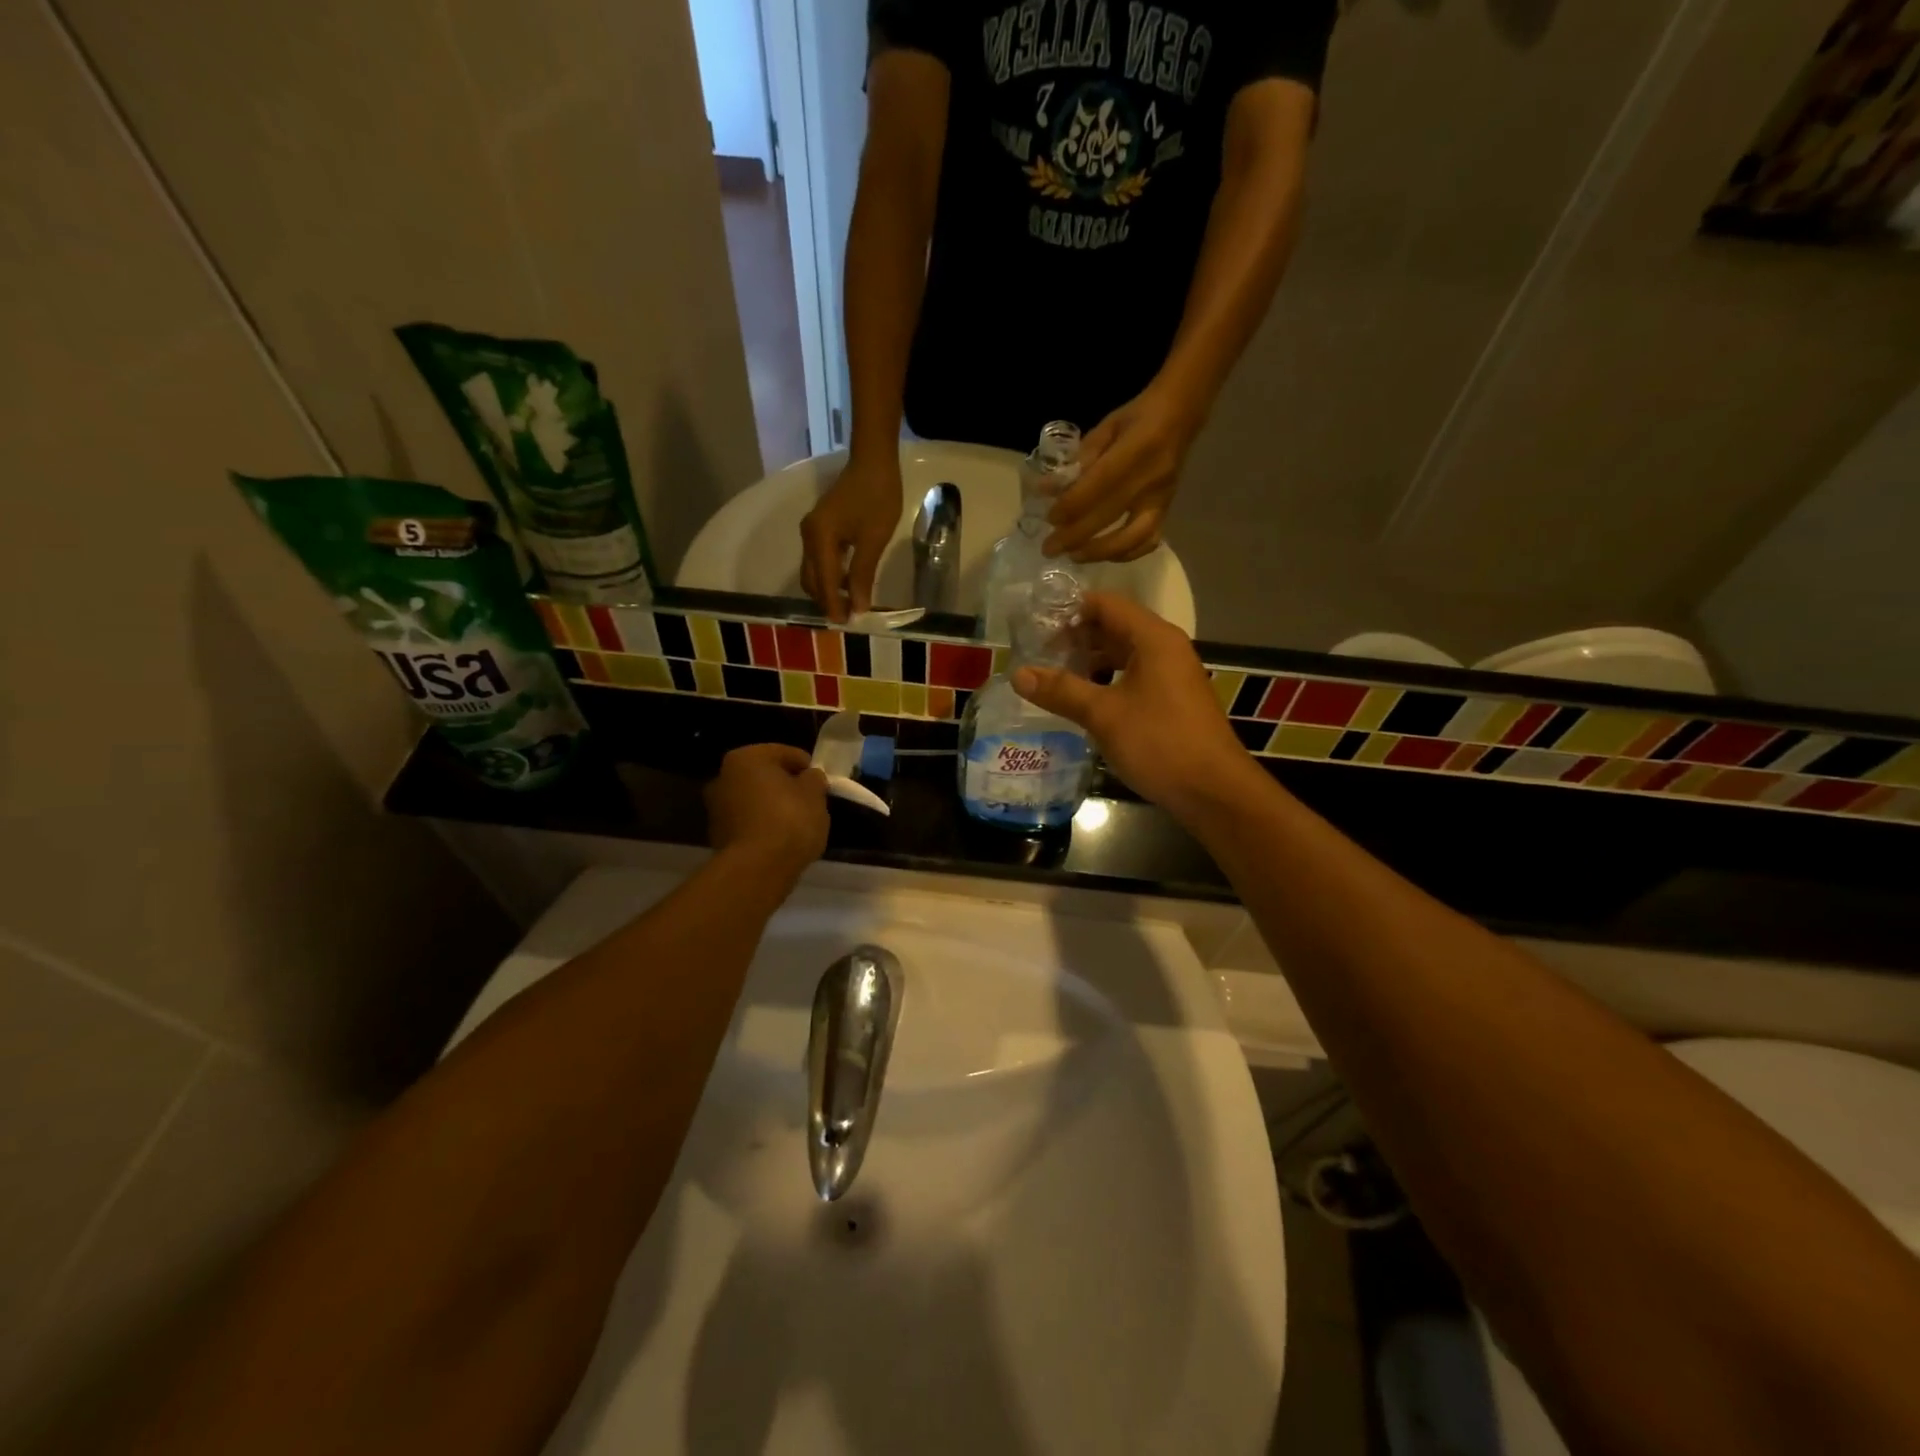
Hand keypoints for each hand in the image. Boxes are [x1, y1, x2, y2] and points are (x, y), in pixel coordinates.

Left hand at [705, 744, 829, 880]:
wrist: (758, 868)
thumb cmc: (789, 820)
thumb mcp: (815, 794)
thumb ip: (814, 779)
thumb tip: (809, 777)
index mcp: (746, 757)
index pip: (785, 753)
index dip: (807, 767)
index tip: (821, 784)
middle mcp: (724, 776)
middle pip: (765, 776)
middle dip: (786, 786)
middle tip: (810, 801)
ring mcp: (716, 807)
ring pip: (755, 799)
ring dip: (773, 806)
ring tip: (797, 823)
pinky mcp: (717, 835)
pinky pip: (748, 822)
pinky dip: (763, 825)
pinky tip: (780, 839)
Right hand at [800, 452, 902, 621]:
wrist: (873, 461)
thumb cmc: (877, 497)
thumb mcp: (873, 539)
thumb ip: (862, 574)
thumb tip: (859, 607)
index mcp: (819, 538)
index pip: (823, 581)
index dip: (833, 605)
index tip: (843, 625)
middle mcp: (809, 536)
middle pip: (811, 579)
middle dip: (826, 600)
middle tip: (847, 618)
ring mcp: (812, 531)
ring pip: (813, 571)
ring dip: (827, 589)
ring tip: (848, 605)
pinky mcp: (820, 528)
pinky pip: (819, 560)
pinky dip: (829, 575)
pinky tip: (847, 584)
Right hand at [1011, 593, 1263, 821]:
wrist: (1213, 791)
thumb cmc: (1159, 742)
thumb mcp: (1104, 714)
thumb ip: (1061, 690)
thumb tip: (1018, 675)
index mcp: (1153, 638)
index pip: (1105, 604)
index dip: (1069, 610)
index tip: (1034, 624)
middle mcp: (1165, 648)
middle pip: (1114, 628)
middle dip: (1075, 638)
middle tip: (1036, 653)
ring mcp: (1171, 675)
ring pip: (1122, 656)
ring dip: (1089, 662)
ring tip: (1052, 677)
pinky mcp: (1171, 700)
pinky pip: (1132, 678)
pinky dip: (1105, 682)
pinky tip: (1082, 701)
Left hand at [1044, 385, 1202, 562]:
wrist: (1181, 415)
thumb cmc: (1137, 417)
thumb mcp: (1106, 428)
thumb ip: (1079, 459)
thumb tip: (1048, 489)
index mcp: (1135, 450)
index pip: (1098, 486)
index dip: (1071, 506)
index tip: (1050, 519)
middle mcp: (1150, 480)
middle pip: (1109, 517)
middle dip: (1075, 537)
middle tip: (1050, 549)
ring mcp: (1161, 499)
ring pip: (1132, 538)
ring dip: (1099, 552)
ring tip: (1074, 555)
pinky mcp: (1167, 511)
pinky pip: (1149, 541)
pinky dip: (1125, 554)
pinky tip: (1103, 555)